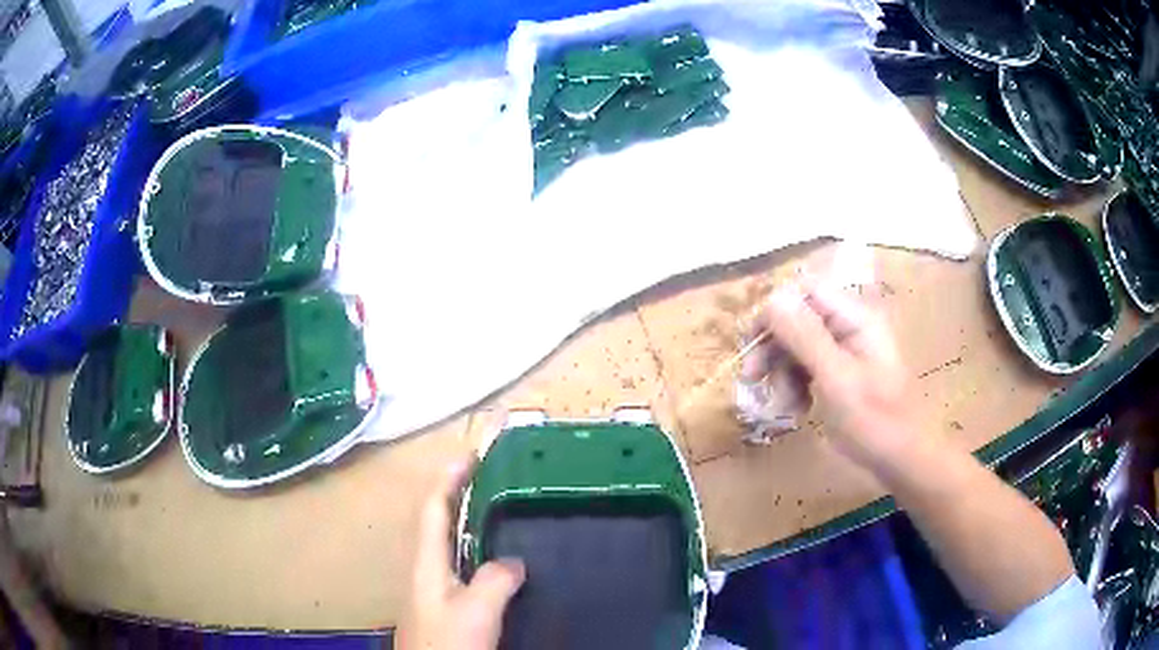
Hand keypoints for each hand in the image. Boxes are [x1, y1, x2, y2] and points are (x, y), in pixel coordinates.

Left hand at [396, 458, 525, 649]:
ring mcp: (430, 587)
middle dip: (456, 492)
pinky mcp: (441, 604)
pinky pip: (457, 563)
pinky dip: (472, 548)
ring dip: (464, 519)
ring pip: (445, 542)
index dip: (448, 478)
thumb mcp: (476, 610)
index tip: (470, 454)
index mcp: (426, 561)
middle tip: (487, 476)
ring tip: (493, 508)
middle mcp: (424, 568)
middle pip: (435, 520)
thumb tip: (513, 561)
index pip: (432, 507)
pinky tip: (492, 560)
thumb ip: (495, 579)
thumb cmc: (448, 641)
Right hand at [743, 281, 918, 469]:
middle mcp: (851, 327)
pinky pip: (811, 368)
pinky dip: (797, 386)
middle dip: (775, 347)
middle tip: (751, 378)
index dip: (775, 311)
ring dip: (784, 372)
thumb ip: (805, 337)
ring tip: (782, 405)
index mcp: (855, 318)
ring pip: (801, 346)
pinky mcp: (844, 374)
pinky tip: (797, 410)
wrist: (904, 460)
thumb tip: (772, 298)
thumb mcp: (836, 379)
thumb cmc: (875, 421)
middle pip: (800, 319)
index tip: (751, 344)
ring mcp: (848, 351)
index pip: (806, 292)